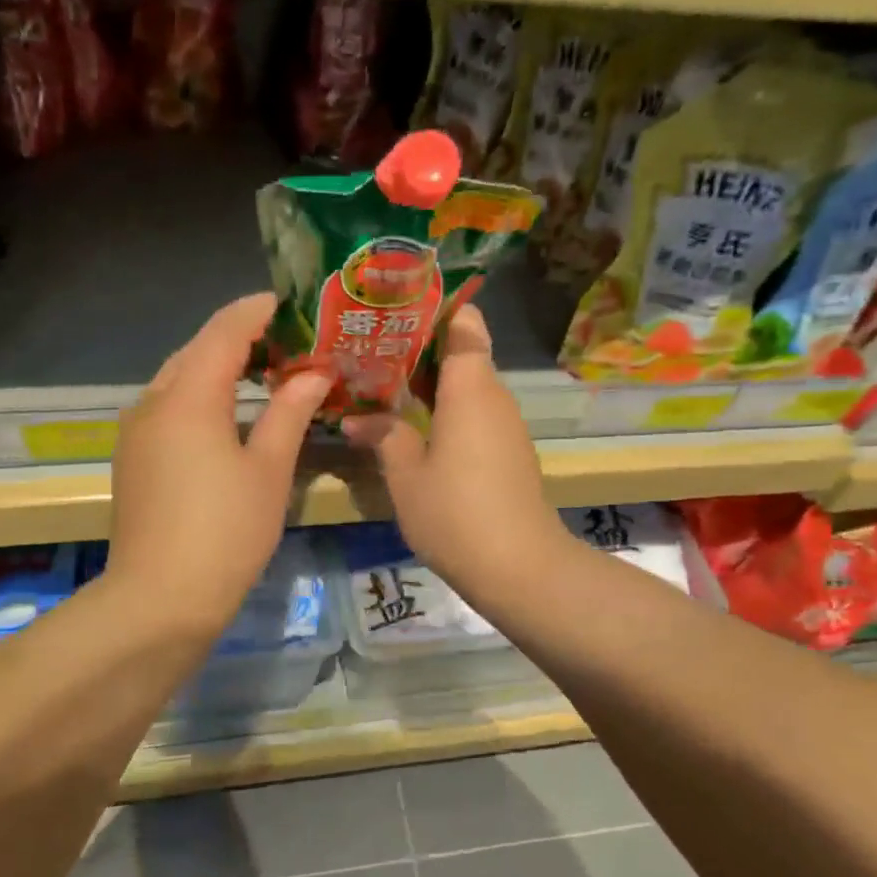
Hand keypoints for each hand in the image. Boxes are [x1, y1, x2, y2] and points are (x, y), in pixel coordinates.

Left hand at [108, 293, 331, 636]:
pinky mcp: (132, 459)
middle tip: (289, 343)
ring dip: (218, 369)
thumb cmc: (226, 532)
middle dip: (241, 338)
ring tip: (264, 375)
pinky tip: (227, 417)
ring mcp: (136, 432)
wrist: (161, 599)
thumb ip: (290, 412)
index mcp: (188, 396)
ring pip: (179, 379)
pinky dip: (200, 398)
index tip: (293, 304)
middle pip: (197, 350)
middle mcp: (152, 402)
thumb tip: (314, 373)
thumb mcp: (268, 470)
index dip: (259, 310)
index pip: (225, 330)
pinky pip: (168, 408)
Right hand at [343, 304, 571, 596]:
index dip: (436, 309)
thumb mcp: (406, 475)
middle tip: (372, 351)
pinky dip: (448, 412)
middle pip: (464, 353)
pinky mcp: (509, 453)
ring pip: (469, 387)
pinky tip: (414, 427)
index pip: (465, 322)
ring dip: (432, 385)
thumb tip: (358, 418)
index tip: (397, 310)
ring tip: (384, 387)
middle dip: (421, 349)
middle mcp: (494, 396)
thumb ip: (384, 436)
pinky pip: (476, 415)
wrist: (518, 567)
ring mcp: (506, 426)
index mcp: (471, 386)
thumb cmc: (455, 512)